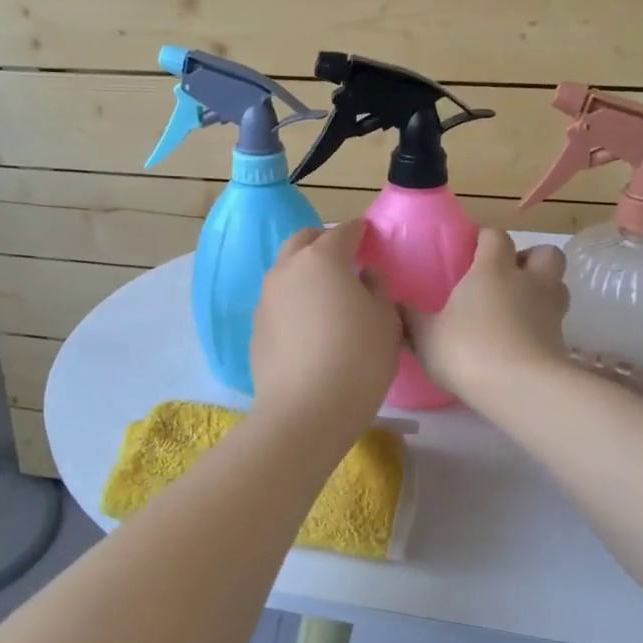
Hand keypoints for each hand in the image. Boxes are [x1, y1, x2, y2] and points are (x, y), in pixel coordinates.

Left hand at [251, 220, 401, 434]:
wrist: (306, 411)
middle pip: (302, 242)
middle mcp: (287, 270)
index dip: (358, 231)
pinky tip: (307, 326)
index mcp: (322, 259)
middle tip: (343, 256)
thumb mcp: (386, 321)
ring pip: (284, 272)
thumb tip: (365, 274)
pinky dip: (293, 303)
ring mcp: (265, 300)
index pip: (343, 232)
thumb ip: (378, 288)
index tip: (368, 235)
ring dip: (303, 272)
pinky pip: (277, 304)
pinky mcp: (256, 330)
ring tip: (324, 292)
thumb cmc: (358, 359)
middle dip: (322, 242)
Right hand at [405, 229, 569, 406]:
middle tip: (507, 276)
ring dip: (543, 289)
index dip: (486, 239)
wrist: (520, 388)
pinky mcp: (563, 341)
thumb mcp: (426, 336)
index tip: (472, 251)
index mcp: (493, 269)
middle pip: (545, 253)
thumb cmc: (468, 350)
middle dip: (530, 259)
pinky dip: (543, 324)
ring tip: (519, 307)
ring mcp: (551, 311)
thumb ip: (411, 319)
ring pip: (558, 285)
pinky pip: (556, 321)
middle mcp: (529, 281)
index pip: (495, 237)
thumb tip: (394, 305)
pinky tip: (522, 340)